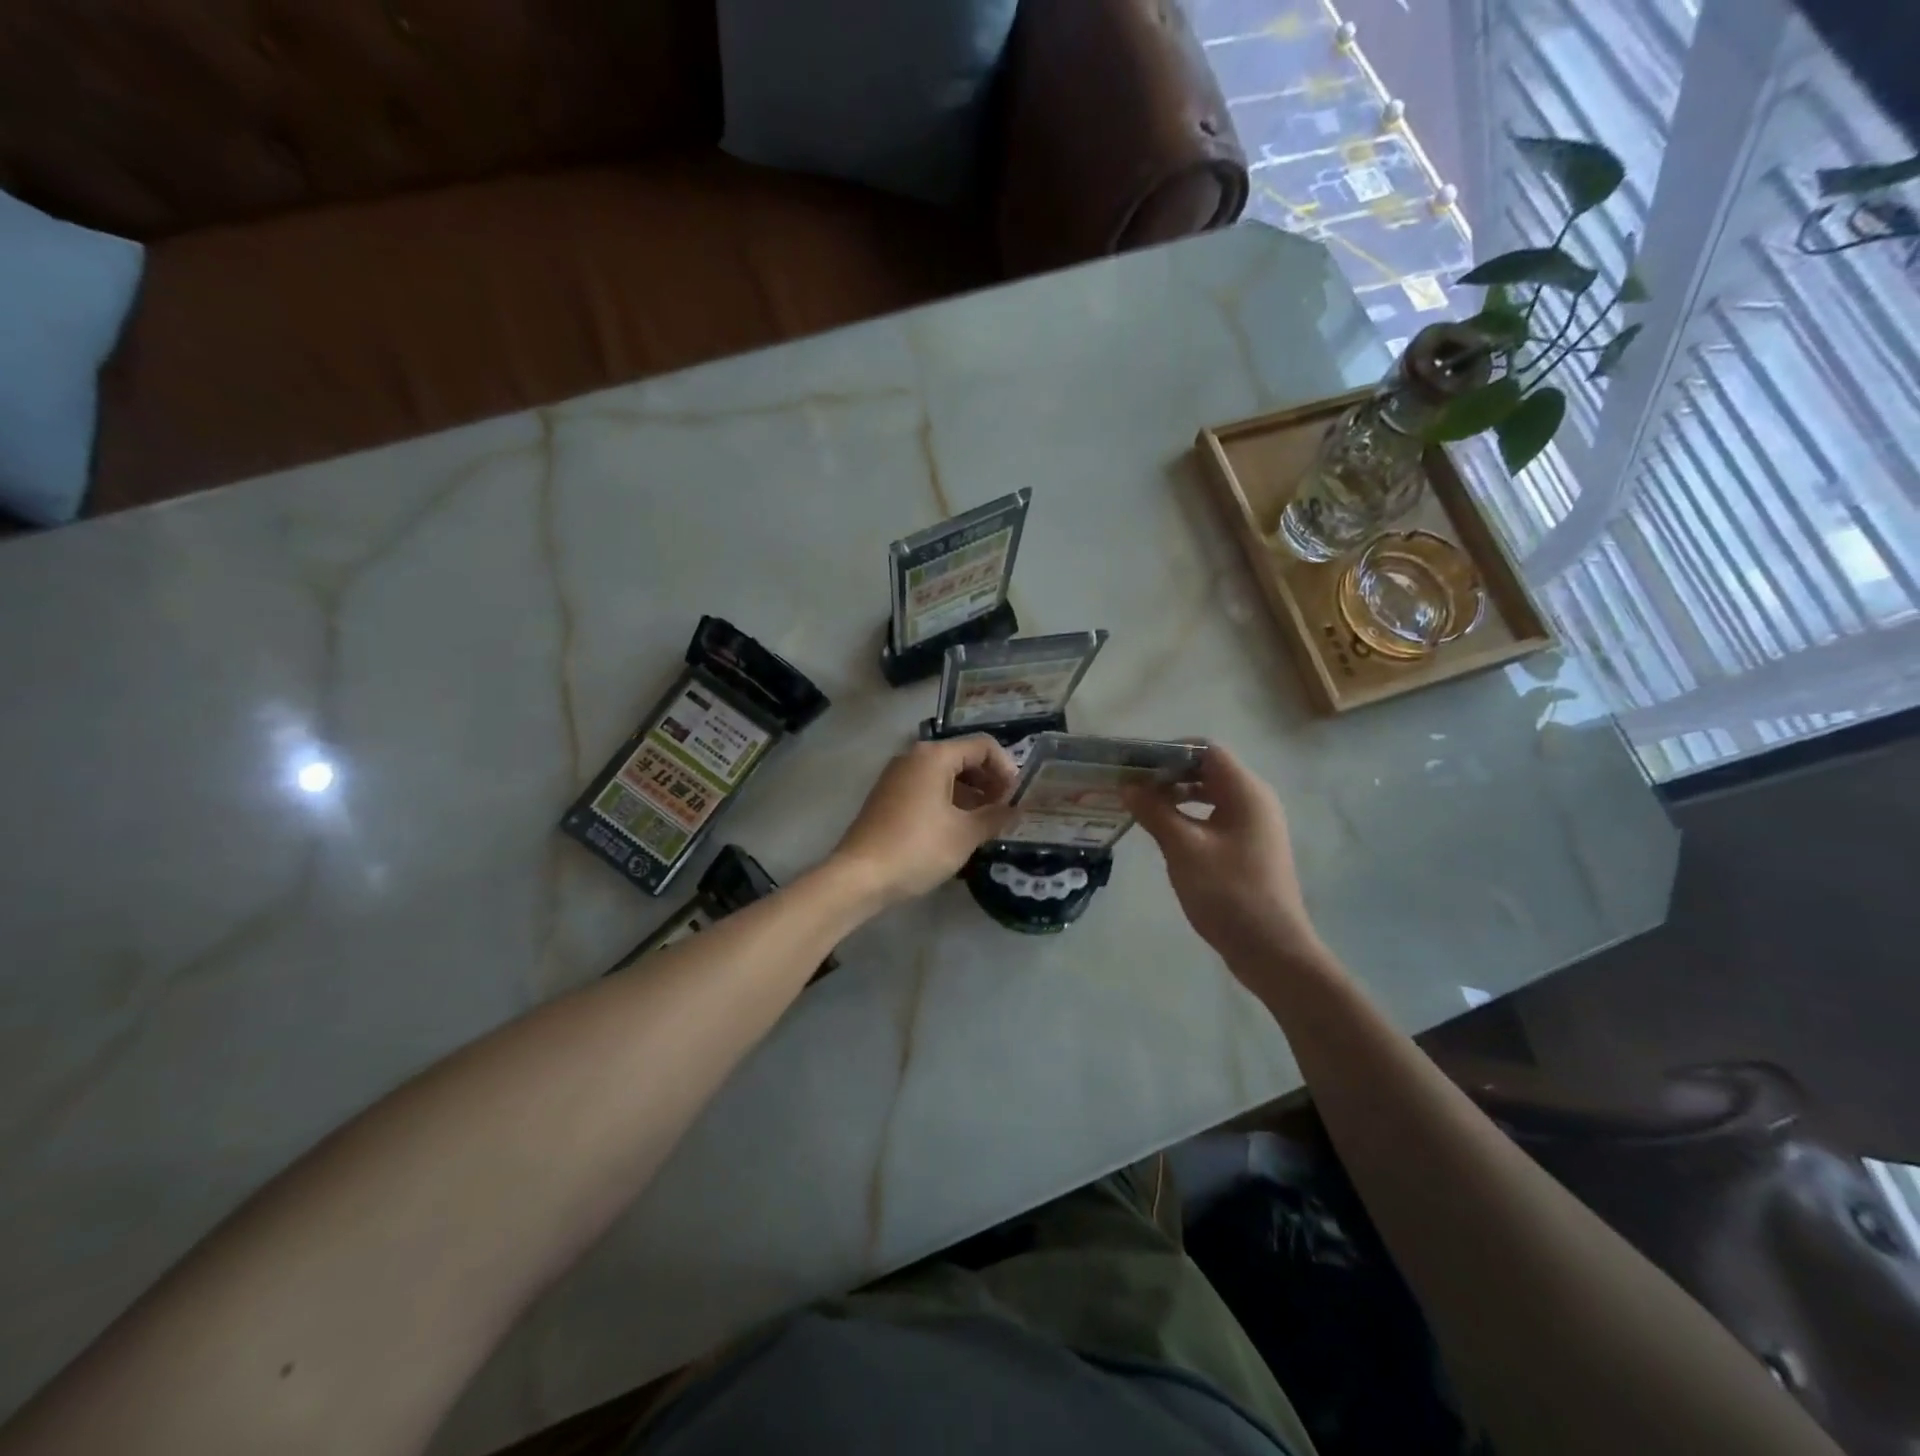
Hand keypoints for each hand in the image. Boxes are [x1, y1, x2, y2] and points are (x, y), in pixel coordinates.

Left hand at [831, 736, 1018, 905]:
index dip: (1007, 769)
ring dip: (971, 794)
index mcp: (934, 756)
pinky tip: (959, 829)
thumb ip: (996, 816)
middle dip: (989, 781)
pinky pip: (928, 788)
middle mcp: (914, 757)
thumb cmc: (918, 848)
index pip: (983, 746)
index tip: (1017, 798)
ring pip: (945, 775)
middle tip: (1005, 811)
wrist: (860, 876)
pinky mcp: (888, 796)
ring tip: (986, 823)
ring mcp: (897, 776)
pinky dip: (949, 801)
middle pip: (963, 757)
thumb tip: (1016, 809)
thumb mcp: (965, 834)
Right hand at [1124, 742, 1324, 975]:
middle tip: (1132, 784)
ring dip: (1177, 796)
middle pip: (1208, 771)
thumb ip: (1154, 811)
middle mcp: (1255, 801)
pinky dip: (1189, 816)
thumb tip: (1128, 785)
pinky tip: (1164, 832)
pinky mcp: (1249, 848)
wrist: (1271, 949)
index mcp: (1246, 792)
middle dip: (1169, 773)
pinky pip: (1215, 818)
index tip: (1136, 763)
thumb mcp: (1184, 848)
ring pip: (1211, 796)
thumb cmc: (1228, 892)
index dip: (1170, 750)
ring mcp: (1255, 826)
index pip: (1207, 750)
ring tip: (1141, 806)